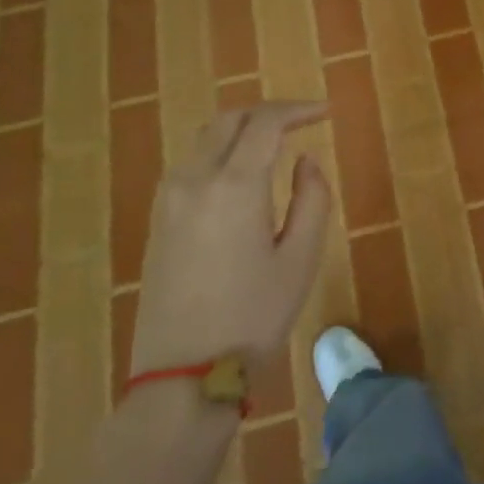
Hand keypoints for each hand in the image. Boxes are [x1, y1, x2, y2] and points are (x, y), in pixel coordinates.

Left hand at [129, 101, 332, 378]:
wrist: (183, 374)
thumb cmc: (253, 316)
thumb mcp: (300, 259)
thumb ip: (312, 199)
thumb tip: (305, 161)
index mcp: (233, 185)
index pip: (265, 123)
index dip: (298, 109)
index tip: (326, 111)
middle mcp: (194, 180)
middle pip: (229, 120)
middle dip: (267, 112)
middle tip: (302, 121)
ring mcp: (169, 199)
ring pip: (205, 139)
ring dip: (241, 130)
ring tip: (275, 144)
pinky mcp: (158, 220)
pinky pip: (191, 164)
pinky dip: (220, 152)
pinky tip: (242, 175)